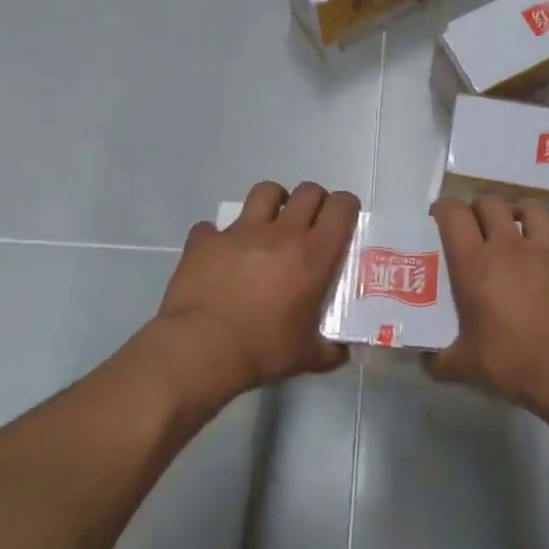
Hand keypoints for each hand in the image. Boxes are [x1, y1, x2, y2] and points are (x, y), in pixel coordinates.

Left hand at [153, 180, 359, 403]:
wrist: (201, 349)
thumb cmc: (262, 350)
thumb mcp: (306, 356)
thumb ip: (330, 350)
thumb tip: (342, 352)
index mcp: (314, 255)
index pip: (341, 207)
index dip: (346, 206)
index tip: (344, 219)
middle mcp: (281, 233)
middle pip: (307, 192)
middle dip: (314, 201)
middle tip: (309, 223)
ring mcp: (241, 232)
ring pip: (265, 192)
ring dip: (273, 202)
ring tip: (269, 223)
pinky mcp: (206, 240)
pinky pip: (213, 227)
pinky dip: (218, 237)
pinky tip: (219, 255)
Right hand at [431, 195, 548, 416]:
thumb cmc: (512, 363)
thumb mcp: (465, 366)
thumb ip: (440, 360)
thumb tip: (427, 361)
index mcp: (476, 264)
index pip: (454, 214)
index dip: (444, 209)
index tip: (440, 217)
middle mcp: (511, 247)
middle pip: (491, 203)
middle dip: (480, 208)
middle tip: (478, 226)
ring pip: (534, 211)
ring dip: (521, 215)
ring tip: (519, 231)